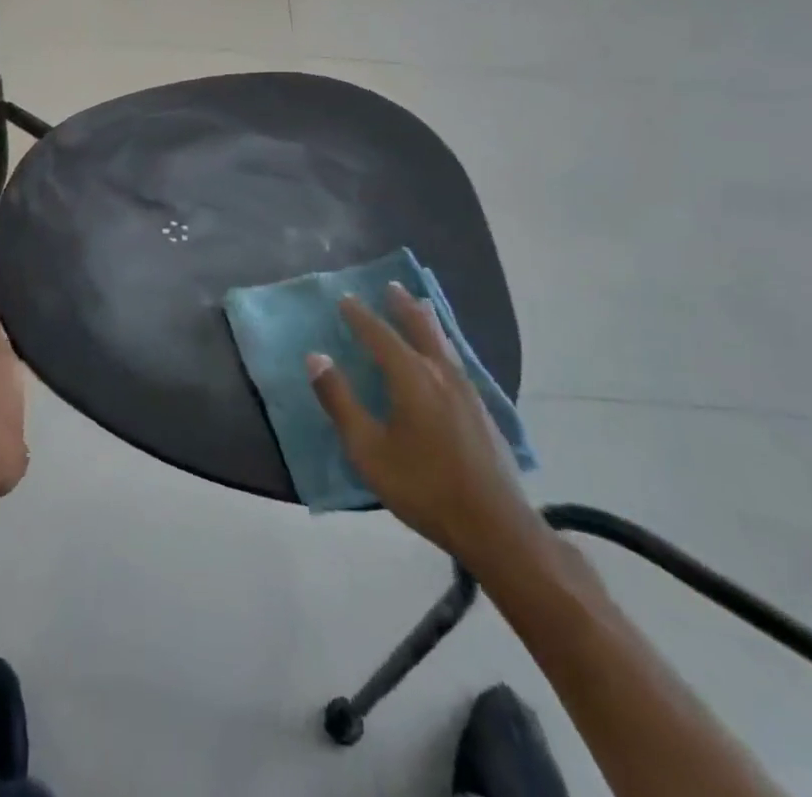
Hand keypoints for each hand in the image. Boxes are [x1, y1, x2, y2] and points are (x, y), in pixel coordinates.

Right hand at [308, 283, 543, 574]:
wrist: (495, 526)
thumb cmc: (423, 486)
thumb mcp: (368, 450)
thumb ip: (340, 401)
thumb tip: (316, 357)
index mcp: (411, 377)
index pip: (380, 335)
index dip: (361, 316)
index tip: (345, 299)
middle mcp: (440, 373)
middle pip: (420, 328)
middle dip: (402, 306)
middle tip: (391, 285)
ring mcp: (467, 391)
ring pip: (443, 342)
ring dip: (427, 321)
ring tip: (420, 305)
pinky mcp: (482, 410)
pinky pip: (456, 360)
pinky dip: (443, 344)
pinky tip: (445, 356)